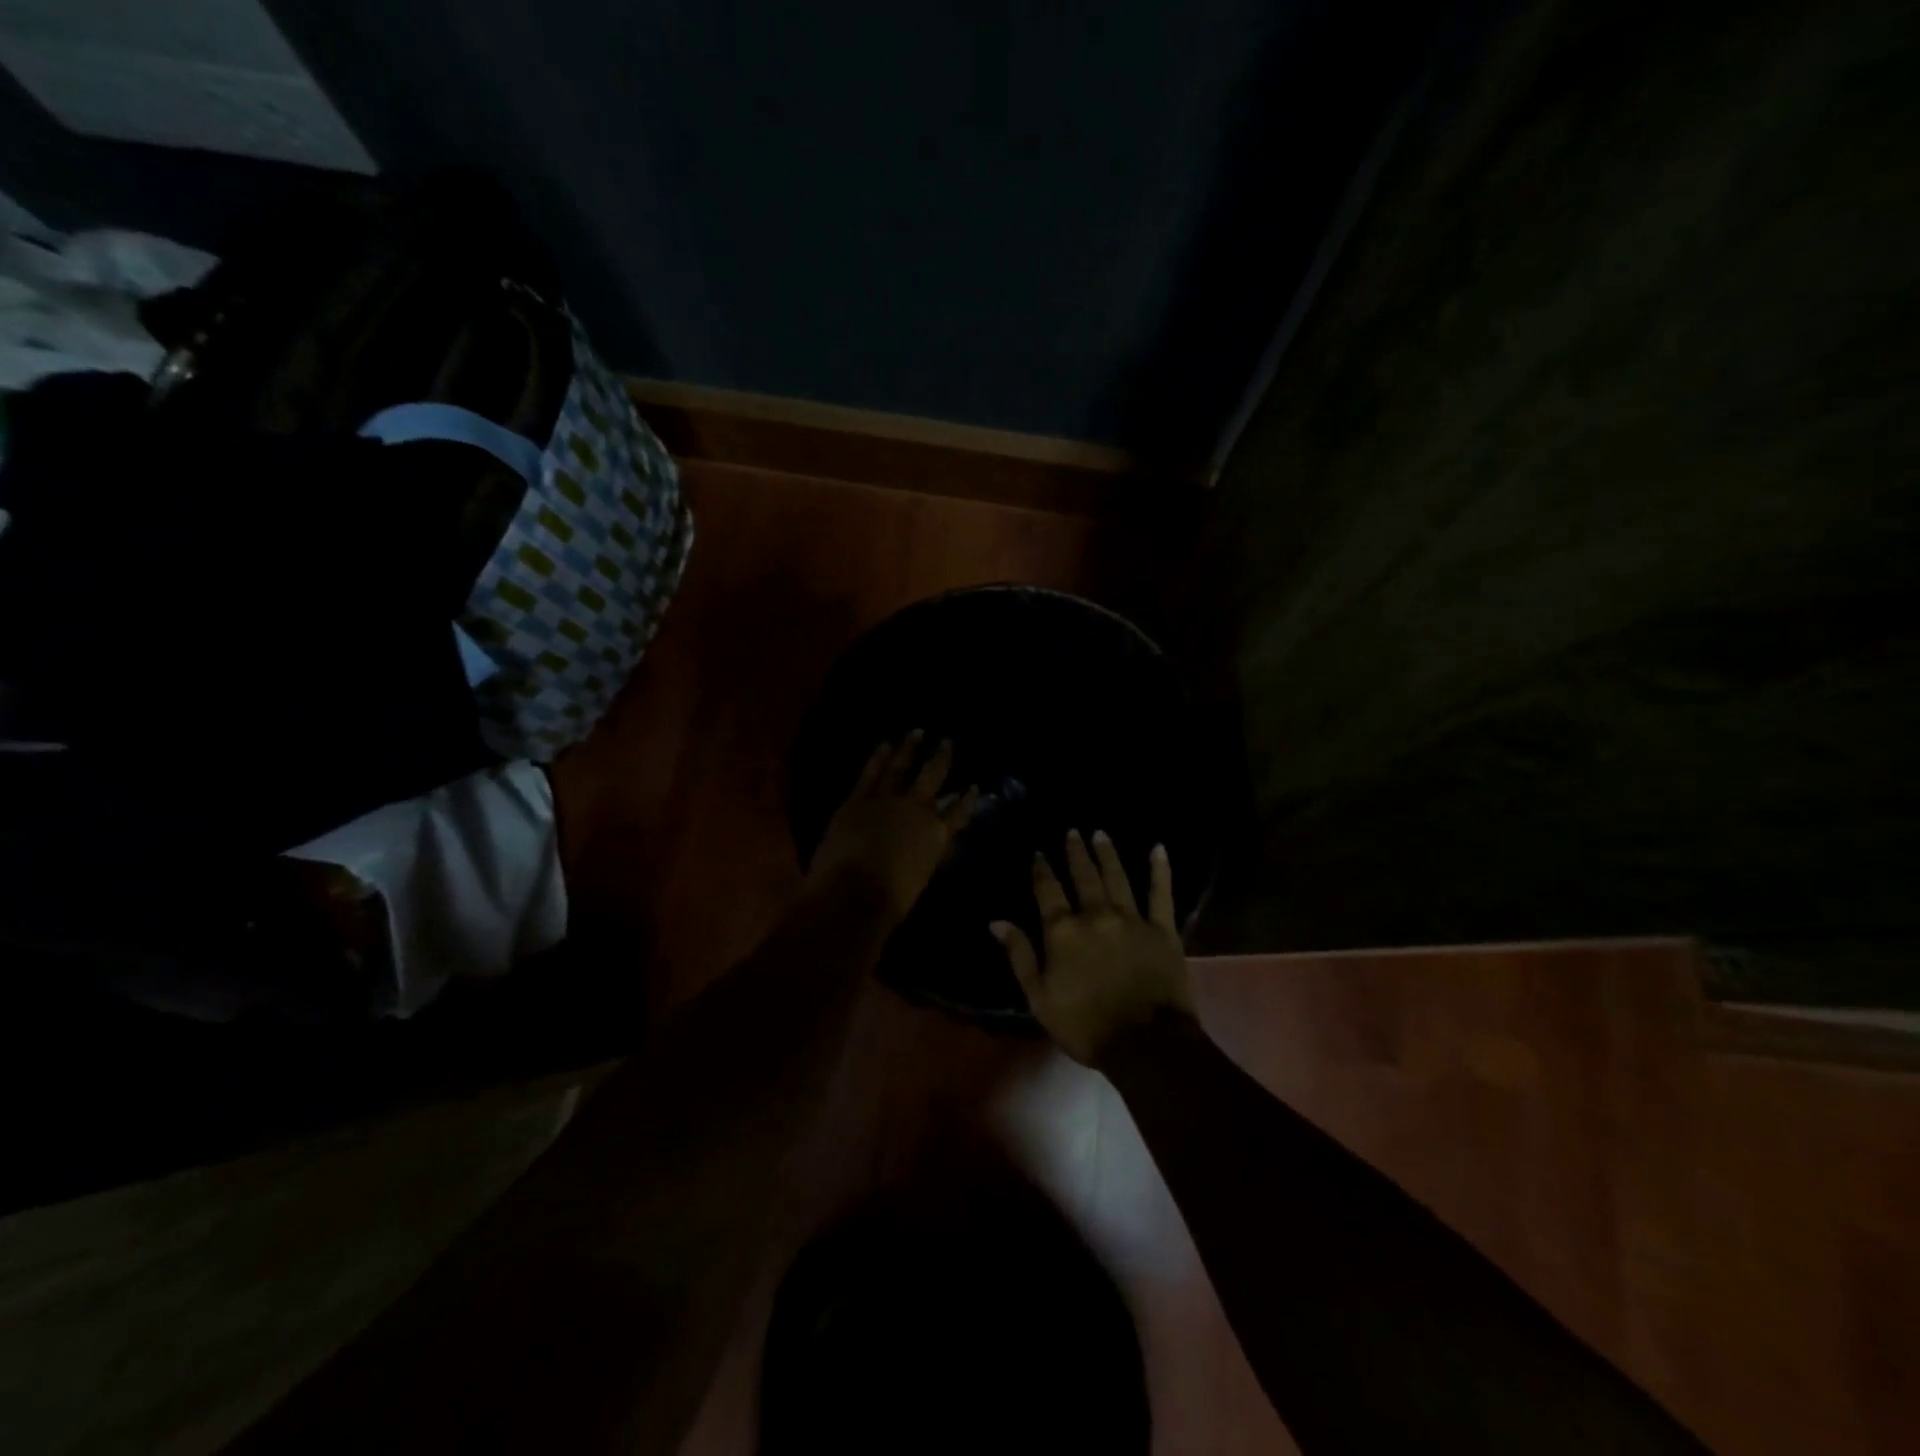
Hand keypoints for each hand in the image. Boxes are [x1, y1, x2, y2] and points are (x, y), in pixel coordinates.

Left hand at [808, 732, 977, 921]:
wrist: (854, 894)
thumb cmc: (890, 900)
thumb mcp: (921, 879)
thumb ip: (929, 857)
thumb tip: (937, 845)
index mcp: (936, 836)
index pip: (958, 813)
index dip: (967, 800)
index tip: (973, 787)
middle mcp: (917, 810)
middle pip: (933, 778)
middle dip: (942, 758)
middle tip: (948, 741)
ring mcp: (887, 800)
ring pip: (901, 767)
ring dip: (910, 748)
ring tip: (917, 732)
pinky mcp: (858, 799)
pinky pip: (871, 773)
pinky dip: (879, 757)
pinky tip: (886, 743)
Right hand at [993, 830, 1195, 1067]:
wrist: (1146, 1045)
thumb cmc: (1085, 1026)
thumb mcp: (1039, 997)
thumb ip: (1020, 955)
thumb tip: (997, 921)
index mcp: (1063, 931)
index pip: (1048, 891)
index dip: (1041, 870)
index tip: (1038, 853)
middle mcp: (1095, 915)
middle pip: (1083, 876)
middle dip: (1076, 852)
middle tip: (1073, 831)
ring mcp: (1132, 919)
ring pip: (1117, 877)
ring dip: (1107, 853)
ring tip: (1100, 833)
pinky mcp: (1162, 930)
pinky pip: (1161, 894)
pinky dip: (1160, 870)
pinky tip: (1158, 849)